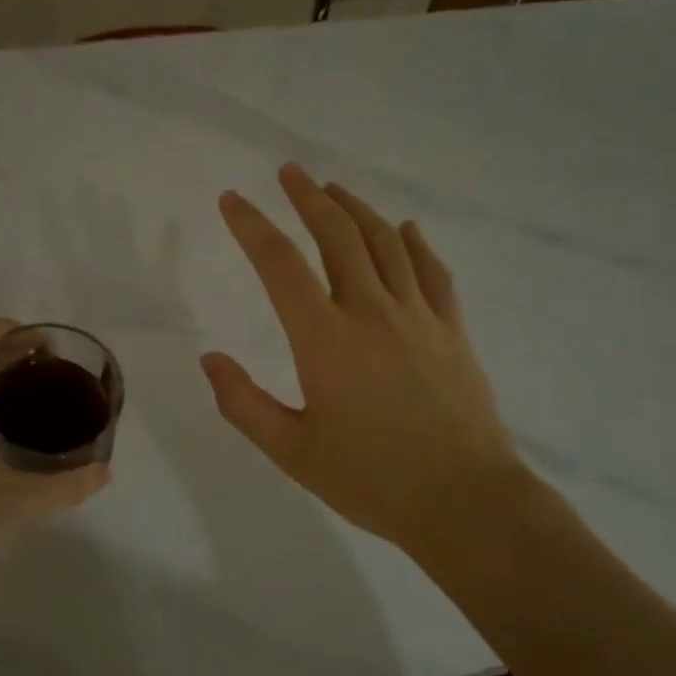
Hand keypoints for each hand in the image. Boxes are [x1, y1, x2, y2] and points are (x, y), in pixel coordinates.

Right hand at [202, 165, 527, 559]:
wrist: (465, 502)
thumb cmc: (371, 480)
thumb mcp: (292, 452)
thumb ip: (244, 404)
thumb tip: (209, 360)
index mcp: (325, 339)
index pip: (280, 265)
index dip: (251, 227)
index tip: (232, 201)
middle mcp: (371, 312)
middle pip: (337, 236)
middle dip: (308, 198)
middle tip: (289, 173)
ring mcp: (418, 316)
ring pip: (385, 243)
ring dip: (356, 210)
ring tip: (334, 191)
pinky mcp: (452, 330)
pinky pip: (432, 272)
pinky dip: (415, 244)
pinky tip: (406, 229)